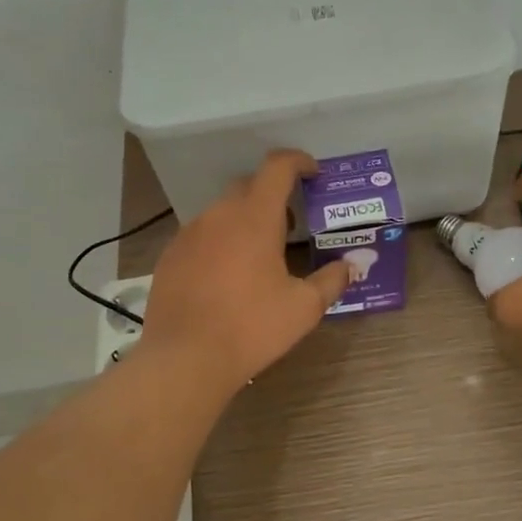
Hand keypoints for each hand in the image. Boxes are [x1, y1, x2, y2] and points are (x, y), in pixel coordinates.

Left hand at [139, 150, 351, 395]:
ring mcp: (189, 234)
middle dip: (272, 195)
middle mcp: (219, 215)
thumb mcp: (304, 308)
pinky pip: (201, 235)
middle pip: (249, 186)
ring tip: (260, 253)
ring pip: (222, 212)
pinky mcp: (169, 256)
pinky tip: (226, 275)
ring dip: (244, 220)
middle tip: (290, 224)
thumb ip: (331, 280)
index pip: (277, 167)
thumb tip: (351, 266)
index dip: (298, 161)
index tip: (313, 172)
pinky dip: (219, 242)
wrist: (184, 358)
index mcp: (255, 217)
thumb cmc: (251, 327)